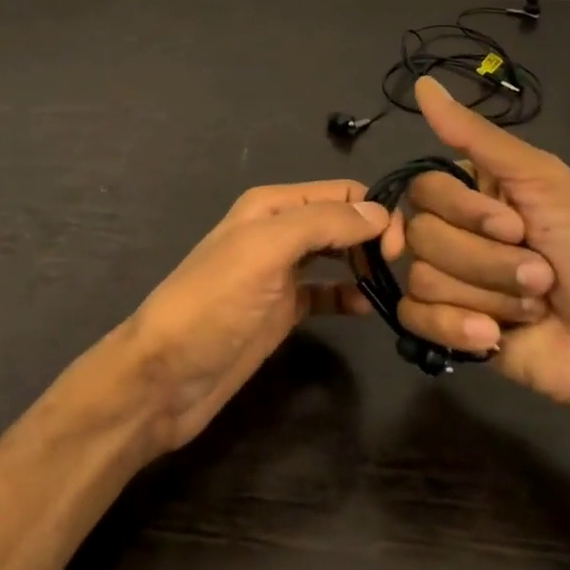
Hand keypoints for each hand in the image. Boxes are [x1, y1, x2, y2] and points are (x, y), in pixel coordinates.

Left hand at [125, 180, 386, 451]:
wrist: (165, 377)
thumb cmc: (213, 303)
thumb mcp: (265, 250)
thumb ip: (321, 224)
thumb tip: (379, 213)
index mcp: (272, 206)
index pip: (340, 193)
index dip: (374, 212)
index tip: (400, 248)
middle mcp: (278, 232)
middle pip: (341, 221)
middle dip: (375, 237)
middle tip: (404, 270)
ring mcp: (281, 273)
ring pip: (337, 256)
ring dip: (365, 264)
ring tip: (396, 286)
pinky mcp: (283, 311)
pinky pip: (326, 293)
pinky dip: (349, 295)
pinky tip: (367, 308)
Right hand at [383, 76, 569, 414]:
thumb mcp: (544, 181)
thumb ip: (478, 137)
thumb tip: (422, 84)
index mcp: (471, 192)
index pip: (424, 189)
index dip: (464, 212)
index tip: (514, 226)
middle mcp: (453, 231)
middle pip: (422, 236)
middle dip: (487, 261)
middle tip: (540, 273)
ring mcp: (449, 281)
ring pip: (423, 278)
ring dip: (488, 295)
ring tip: (532, 305)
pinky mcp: (447, 328)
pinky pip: (414, 319)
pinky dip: (454, 328)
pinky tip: (492, 336)